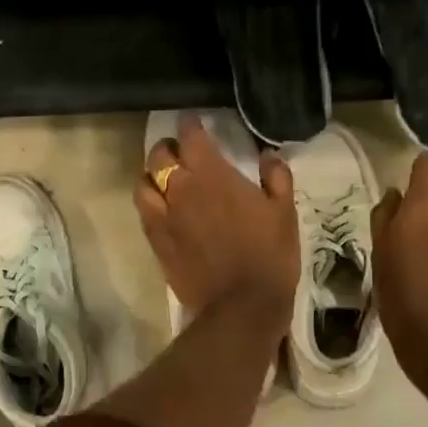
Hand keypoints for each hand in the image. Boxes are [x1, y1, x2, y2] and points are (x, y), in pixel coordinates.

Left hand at [135, 116, 298, 336]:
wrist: (241, 305)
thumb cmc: (269, 254)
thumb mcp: (284, 211)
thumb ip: (276, 177)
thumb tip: (268, 155)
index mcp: (211, 174)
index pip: (191, 136)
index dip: (190, 124)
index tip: (194, 121)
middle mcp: (180, 188)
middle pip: (159, 155)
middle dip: (168, 147)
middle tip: (180, 151)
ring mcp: (163, 216)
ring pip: (143, 182)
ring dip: (152, 175)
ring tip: (164, 179)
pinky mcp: (156, 242)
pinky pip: (143, 212)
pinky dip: (150, 203)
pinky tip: (161, 208)